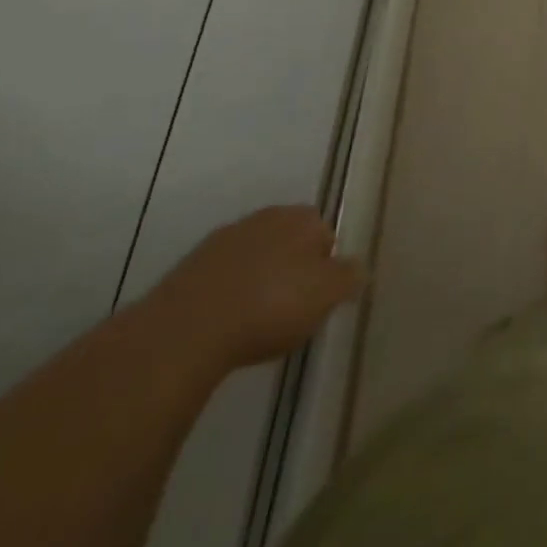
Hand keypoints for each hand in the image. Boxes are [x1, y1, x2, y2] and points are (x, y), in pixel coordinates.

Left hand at [145, 206, 365, 372]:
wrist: (187, 329)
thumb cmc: (270, 306)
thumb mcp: (326, 296)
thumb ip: (349, 277)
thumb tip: (360, 267)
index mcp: (303, 218)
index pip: (325, 235)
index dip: (325, 267)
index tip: (317, 299)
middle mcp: (266, 216)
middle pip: (288, 241)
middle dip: (291, 267)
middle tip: (289, 308)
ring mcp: (224, 238)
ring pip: (254, 256)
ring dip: (257, 278)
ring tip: (254, 319)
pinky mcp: (189, 266)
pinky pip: (221, 276)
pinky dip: (226, 292)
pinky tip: (223, 323)